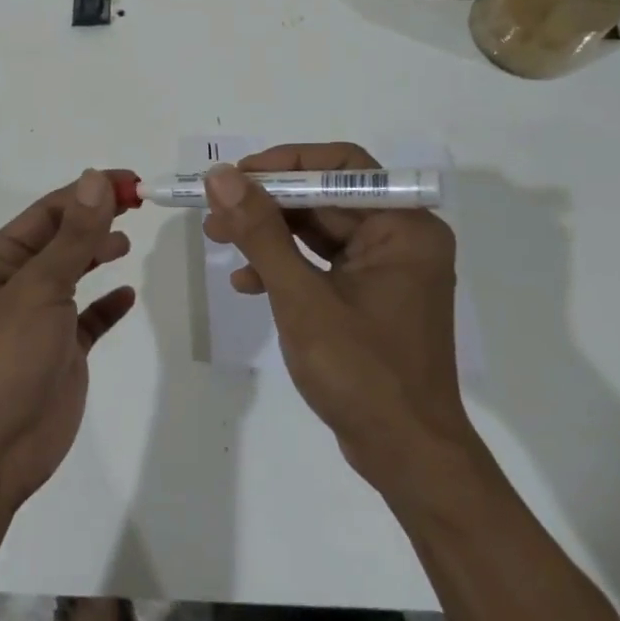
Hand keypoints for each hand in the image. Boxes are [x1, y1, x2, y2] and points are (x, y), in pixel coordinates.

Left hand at [0, 169, 136, 512]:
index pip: (50, 211)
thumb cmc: (4, 357)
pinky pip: (88, 319)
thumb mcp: (39, 287)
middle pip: (63, 238)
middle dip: (97, 219)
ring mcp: (38, 319)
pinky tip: (126, 296)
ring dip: (98, 254)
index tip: (133, 182)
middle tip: (140, 205)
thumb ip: (74, 236)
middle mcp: (15, 282)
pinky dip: (106, 306)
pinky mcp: (60, 353)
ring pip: (74, 274)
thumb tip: (96, 179)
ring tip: (127, 243)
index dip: (90, 192)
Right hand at [202, 145, 468, 485]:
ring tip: (216, 239)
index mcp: (404, 226)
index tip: (234, 176)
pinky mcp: (370, 295)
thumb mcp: (301, 297)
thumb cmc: (361, 373)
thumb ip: (260, 232)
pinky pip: (322, 262)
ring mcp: (387, 268)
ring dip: (268, 233)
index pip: (341, 166)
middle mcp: (401, 237)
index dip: (284, 164)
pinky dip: (285, 266)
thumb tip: (221, 176)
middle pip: (325, 197)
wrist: (406, 456)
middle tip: (213, 209)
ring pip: (318, 229)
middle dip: (266, 203)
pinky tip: (247, 283)